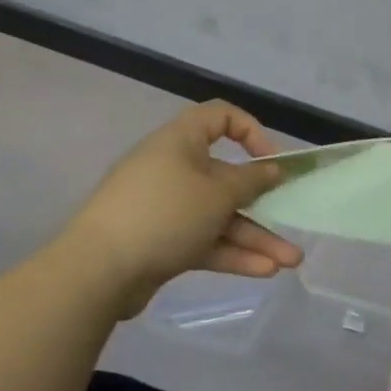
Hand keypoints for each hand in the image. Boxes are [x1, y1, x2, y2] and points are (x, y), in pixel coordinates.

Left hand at [61, 101, 301, 309]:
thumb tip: (272, 169)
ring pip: (220, 217)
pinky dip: (232, 253)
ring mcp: (166, 209)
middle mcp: (173, 170)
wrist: (96, 273)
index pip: (220, 118)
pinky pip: (205, 241)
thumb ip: (251, 181)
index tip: (272, 161)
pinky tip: (264, 272)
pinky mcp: (162, 242)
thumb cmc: (164, 214)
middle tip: (293, 222)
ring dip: (256, 237)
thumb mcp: (217, 194)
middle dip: (264, 205)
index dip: (252, 132)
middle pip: (227, 179)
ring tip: (290, 262)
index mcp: (180, 143)